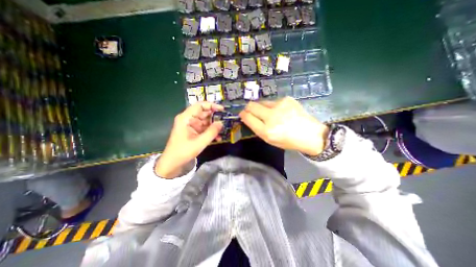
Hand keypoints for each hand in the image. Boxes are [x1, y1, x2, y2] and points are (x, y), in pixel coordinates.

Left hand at [156, 102, 223, 178]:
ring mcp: (191, 126)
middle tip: (226, 121)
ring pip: (205, 121)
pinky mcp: (193, 132)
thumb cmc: (183, 151)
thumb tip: (221, 123)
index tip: (222, 110)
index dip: (211, 105)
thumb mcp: (200, 142)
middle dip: (215, 117)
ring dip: (214, 126)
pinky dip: (210, 132)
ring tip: (223, 130)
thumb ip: (212, 132)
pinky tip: (218, 138)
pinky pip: (204, 129)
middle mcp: (188, 119)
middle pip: (203, 113)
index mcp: (186, 118)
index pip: (200, 106)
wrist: (172, 163)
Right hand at [240, 97, 329, 155]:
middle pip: (252, 105)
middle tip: (251, 111)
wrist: (310, 135)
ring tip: (270, 114)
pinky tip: (281, 112)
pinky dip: (273, 106)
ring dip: (261, 107)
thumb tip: (247, 117)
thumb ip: (257, 128)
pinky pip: (273, 101)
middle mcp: (272, 117)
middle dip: (248, 108)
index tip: (242, 114)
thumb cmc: (288, 141)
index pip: (248, 117)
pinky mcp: (287, 99)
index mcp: (267, 131)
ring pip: (262, 102)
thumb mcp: (269, 140)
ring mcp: (280, 106)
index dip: (243, 114)